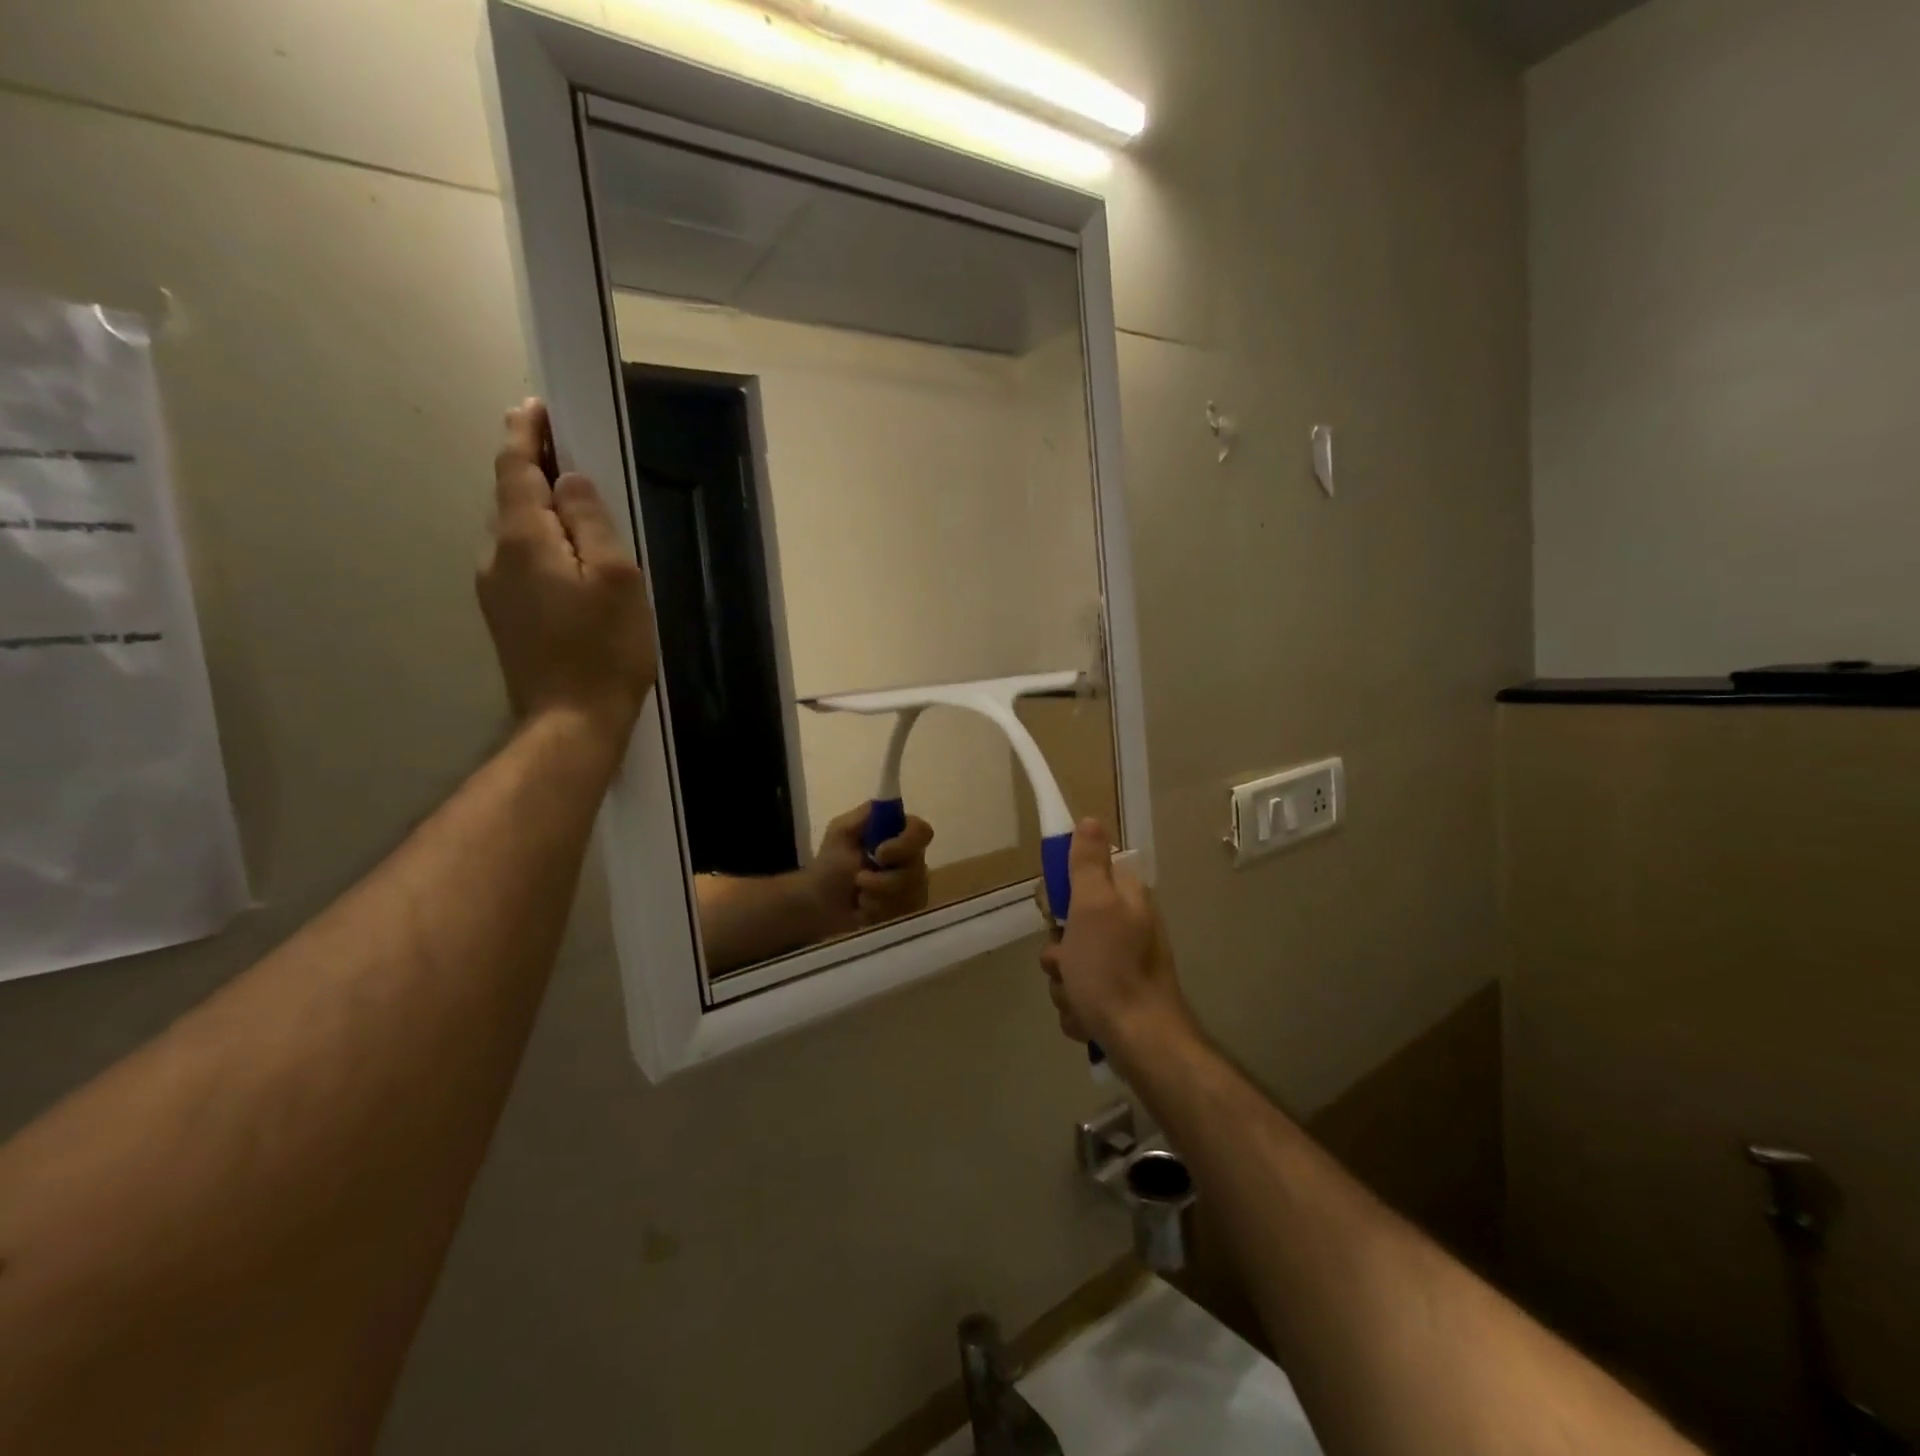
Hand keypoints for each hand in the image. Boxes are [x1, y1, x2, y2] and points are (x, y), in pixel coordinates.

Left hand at [477, 401, 656, 754]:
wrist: (571, 722)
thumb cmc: (605, 649)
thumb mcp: (616, 578)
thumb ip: (591, 522)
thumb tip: (569, 481)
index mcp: (523, 540)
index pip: (516, 469)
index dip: (526, 434)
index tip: (537, 407)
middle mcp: (496, 556)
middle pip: (512, 498)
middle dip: (535, 469)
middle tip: (568, 451)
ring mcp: (495, 590)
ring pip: (517, 533)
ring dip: (540, 509)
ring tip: (575, 504)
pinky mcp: (506, 617)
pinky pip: (521, 562)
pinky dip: (542, 543)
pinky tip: (570, 559)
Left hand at [806, 805, 934, 936]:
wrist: (819, 905)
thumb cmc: (830, 865)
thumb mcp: (841, 831)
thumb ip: (866, 816)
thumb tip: (893, 806)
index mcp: (898, 834)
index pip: (922, 832)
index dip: (906, 843)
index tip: (880, 853)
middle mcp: (912, 858)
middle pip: (918, 868)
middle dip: (884, 880)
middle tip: (859, 880)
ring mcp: (914, 887)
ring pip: (911, 894)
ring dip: (877, 896)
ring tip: (859, 897)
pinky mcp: (909, 911)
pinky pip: (906, 912)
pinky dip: (880, 912)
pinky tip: (866, 910)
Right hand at [1039, 820, 1195, 1061]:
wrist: (1141, 1043)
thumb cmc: (1112, 970)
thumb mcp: (1094, 907)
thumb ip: (1088, 864)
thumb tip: (1089, 819)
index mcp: (1126, 899)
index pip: (1080, 878)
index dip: (1060, 895)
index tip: (1055, 914)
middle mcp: (1127, 927)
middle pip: (1069, 926)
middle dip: (1060, 952)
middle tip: (1068, 963)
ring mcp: (1123, 965)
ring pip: (1070, 964)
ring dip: (1065, 985)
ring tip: (1080, 999)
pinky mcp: (1117, 999)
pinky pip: (1079, 994)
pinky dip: (1077, 1008)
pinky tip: (1086, 1019)